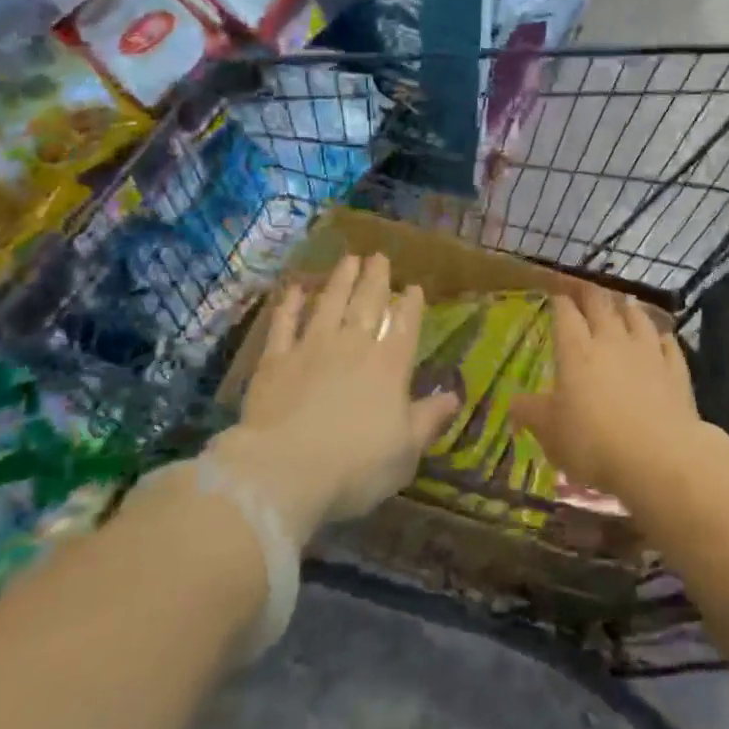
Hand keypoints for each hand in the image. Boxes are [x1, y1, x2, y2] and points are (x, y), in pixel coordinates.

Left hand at [213, 254, 458, 542]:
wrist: (284, 472)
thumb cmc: (356, 466)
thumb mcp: (406, 451)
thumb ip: (429, 419)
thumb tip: (453, 396)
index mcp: (389, 367)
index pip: (404, 326)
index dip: (411, 306)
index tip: (414, 287)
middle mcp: (353, 347)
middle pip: (368, 304)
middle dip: (376, 279)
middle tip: (380, 257)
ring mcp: (311, 348)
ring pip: (329, 304)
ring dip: (340, 280)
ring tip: (349, 259)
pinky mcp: (275, 360)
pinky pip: (284, 323)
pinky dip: (290, 304)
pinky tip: (295, 289)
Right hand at [513, 289, 708, 502]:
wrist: (659, 457)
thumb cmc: (594, 444)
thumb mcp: (550, 433)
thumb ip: (531, 413)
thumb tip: (513, 402)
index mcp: (576, 351)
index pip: (566, 315)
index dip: (560, 302)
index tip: (556, 295)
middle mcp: (611, 342)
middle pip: (601, 306)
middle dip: (590, 294)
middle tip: (585, 288)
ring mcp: (647, 353)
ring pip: (637, 318)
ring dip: (628, 308)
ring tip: (624, 304)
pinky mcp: (676, 370)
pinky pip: (668, 344)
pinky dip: (662, 337)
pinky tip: (661, 337)